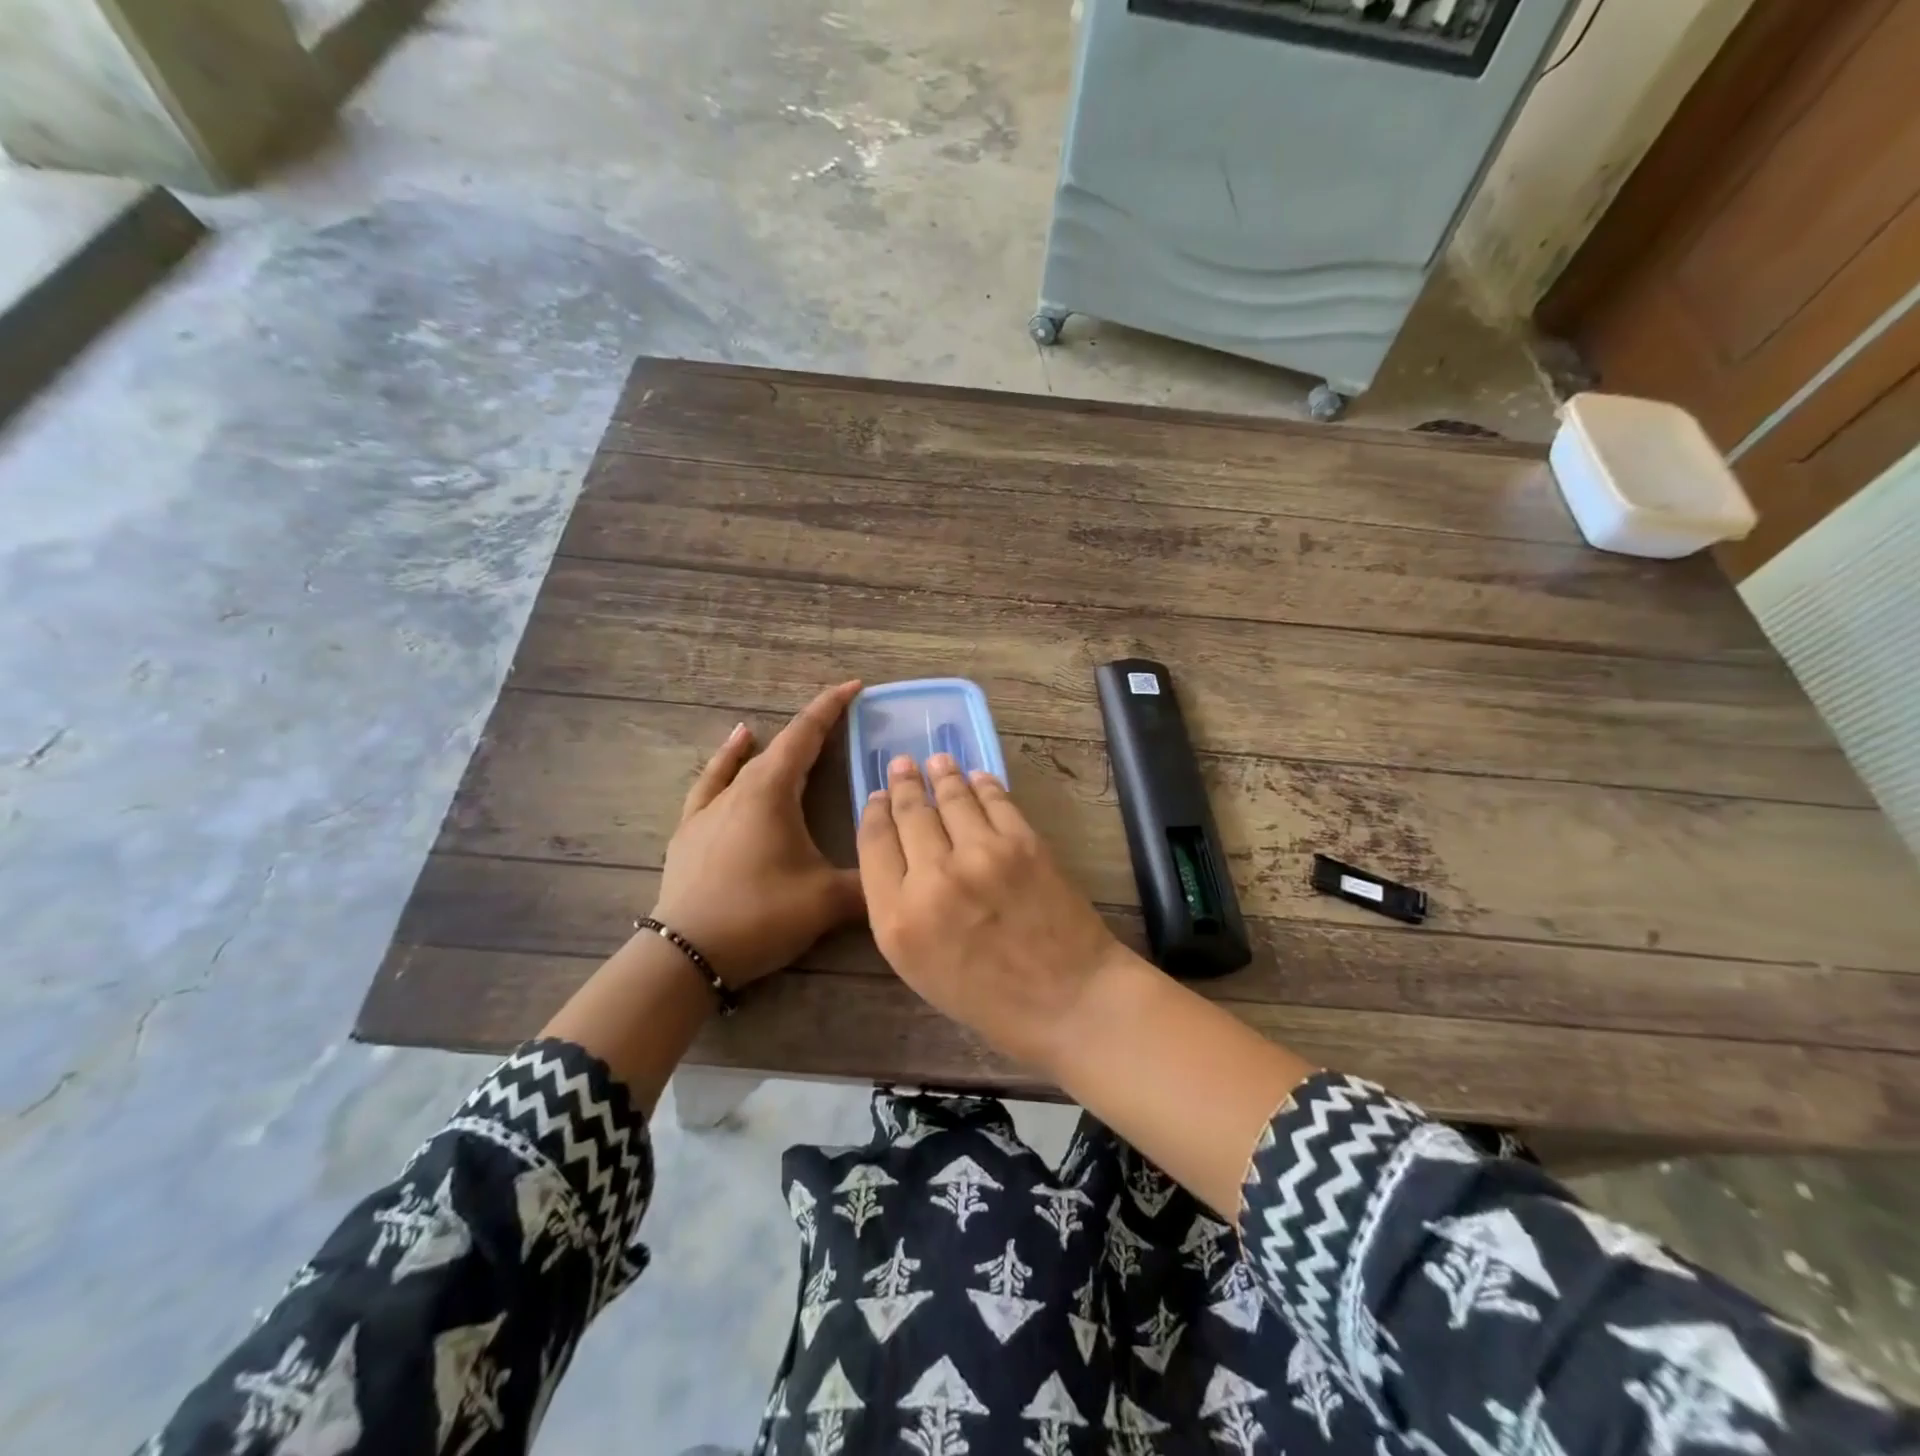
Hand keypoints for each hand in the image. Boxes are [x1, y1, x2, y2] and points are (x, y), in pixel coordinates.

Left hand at [651, 681, 865, 987]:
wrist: (687, 953)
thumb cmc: (760, 914)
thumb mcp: (826, 901)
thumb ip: (869, 882)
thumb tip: (901, 876)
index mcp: (772, 790)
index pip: (806, 734)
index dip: (832, 707)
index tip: (855, 685)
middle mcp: (739, 788)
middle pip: (780, 746)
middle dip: (812, 729)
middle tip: (841, 720)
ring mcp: (709, 808)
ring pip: (745, 763)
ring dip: (771, 745)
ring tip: (782, 730)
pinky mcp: (690, 830)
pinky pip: (712, 782)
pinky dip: (726, 761)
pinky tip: (732, 748)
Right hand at [857, 752, 1126, 1071]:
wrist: (1070, 1000)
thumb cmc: (990, 1001)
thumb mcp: (921, 970)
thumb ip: (900, 913)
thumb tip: (900, 860)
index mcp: (898, 919)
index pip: (874, 845)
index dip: (873, 814)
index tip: (875, 797)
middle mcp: (932, 878)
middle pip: (909, 814)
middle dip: (903, 785)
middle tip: (901, 764)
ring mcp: (980, 854)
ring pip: (951, 798)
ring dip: (941, 775)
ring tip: (936, 761)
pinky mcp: (1022, 842)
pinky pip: (995, 800)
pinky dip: (983, 784)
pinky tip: (977, 776)